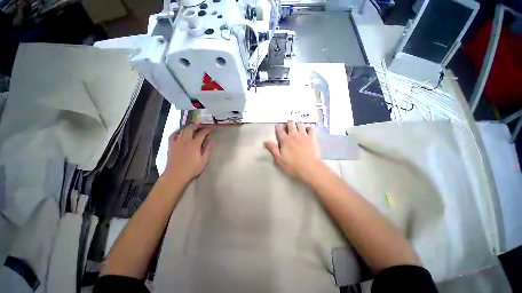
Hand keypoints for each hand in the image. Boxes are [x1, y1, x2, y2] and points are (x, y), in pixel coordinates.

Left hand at [163, 124, 213, 183]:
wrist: (176, 175)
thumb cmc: (192, 169)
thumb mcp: (204, 160)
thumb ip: (208, 149)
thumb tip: (212, 141)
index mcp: (194, 144)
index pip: (202, 133)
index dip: (208, 130)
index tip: (212, 128)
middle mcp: (185, 141)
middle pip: (191, 129)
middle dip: (197, 125)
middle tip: (202, 125)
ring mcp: (177, 142)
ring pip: (182, 130)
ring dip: (189, 127)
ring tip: (193, 127)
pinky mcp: (171, 146)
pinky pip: (173, 135)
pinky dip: (177, 131)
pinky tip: (180, 132)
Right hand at [264, 121, 322, 180]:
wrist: (309, 167)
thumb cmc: (293, 165)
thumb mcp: (279, 159)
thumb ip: (273, 149)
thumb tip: (265, 141)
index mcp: (285, 140)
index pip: (280, 130)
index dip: (278, 126)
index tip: (278, 125)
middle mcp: (294, 135)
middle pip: (291, 124)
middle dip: (289, 122)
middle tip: (288, 125)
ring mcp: (304, 135)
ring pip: (300, 124)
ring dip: (298, 124)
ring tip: (298, 126)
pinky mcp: (312, 138)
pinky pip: (311, 129)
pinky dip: (309, 127)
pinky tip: (308, 129)